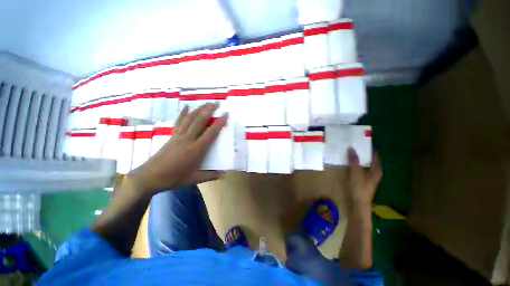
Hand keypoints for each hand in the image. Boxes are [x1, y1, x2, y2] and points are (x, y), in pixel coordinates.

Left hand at [128, 103, 227, 194]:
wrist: (150, 176)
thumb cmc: (174, 178)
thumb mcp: (194, 179)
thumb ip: (211, 175)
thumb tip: (225, 174)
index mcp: (196, 149)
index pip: (211, 133)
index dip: (219, 123)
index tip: (226, 114)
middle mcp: (188, 139)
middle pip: (200, 121)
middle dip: (209, 110)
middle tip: (217, 103)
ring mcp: (179, 136)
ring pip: (190, 118)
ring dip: (199, 109)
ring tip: (206, 102)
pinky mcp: (172, 135)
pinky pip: (179, 122)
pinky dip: (183, 113)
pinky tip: (187, 106)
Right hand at [345, 148, 381, 215]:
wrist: (358, 203)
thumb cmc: (360, 188)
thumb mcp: (356, 173)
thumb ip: (354, 161)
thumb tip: (351, 148)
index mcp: (376, 169)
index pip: (374, 154)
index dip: (368, 147)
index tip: (360, 139)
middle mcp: (373, 170)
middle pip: (368, 157)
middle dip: (361, 151)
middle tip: (352, 143)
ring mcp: (367, 175)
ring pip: (362, 162)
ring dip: (357, 156)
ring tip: (348, 149)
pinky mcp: (361, 178)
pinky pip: (358, 166)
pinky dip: (354, 162)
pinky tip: (347, 160)